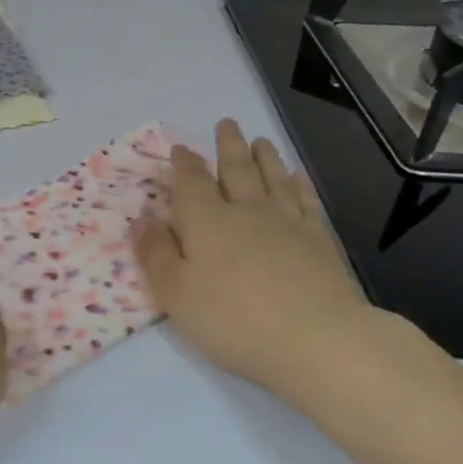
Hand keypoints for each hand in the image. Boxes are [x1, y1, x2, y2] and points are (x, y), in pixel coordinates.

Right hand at [134, 119, 378, 397]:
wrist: (317, 341)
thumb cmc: (233, 320)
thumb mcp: (175, 293)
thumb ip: (155, 252)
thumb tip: (142, 215)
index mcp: (206, 221)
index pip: (191, 182)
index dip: (184, 164)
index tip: (180, 148)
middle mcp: (246, 211)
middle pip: (236, 170)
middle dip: (228, 146)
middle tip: (227, 123)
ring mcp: (288, 224)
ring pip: (273, 179)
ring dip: (265, 158)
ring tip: (260, 140)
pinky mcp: (320, 241)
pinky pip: (307, 202)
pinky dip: (300, 186)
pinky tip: (297, 177)